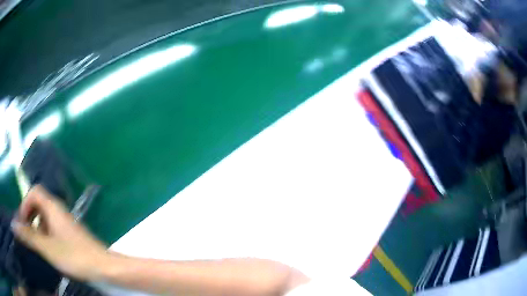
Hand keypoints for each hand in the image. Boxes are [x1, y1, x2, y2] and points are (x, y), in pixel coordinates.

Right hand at [11, 185, 108, 281]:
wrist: (104, 267)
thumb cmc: (74, 257)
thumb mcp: (47, 247)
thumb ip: (29, 236)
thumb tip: (13, 225)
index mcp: (53, 207)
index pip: (34, 192)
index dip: (25, 203)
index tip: (23, 222)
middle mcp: (59, 210)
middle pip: (38, 203)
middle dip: (29, 215)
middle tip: (27, 233)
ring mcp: (66, 221)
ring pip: (45, 216)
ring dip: (37, 226)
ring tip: (37, 243)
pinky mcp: (70, 233)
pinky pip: (52, 227)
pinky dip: (45, 233)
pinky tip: (48, 249)